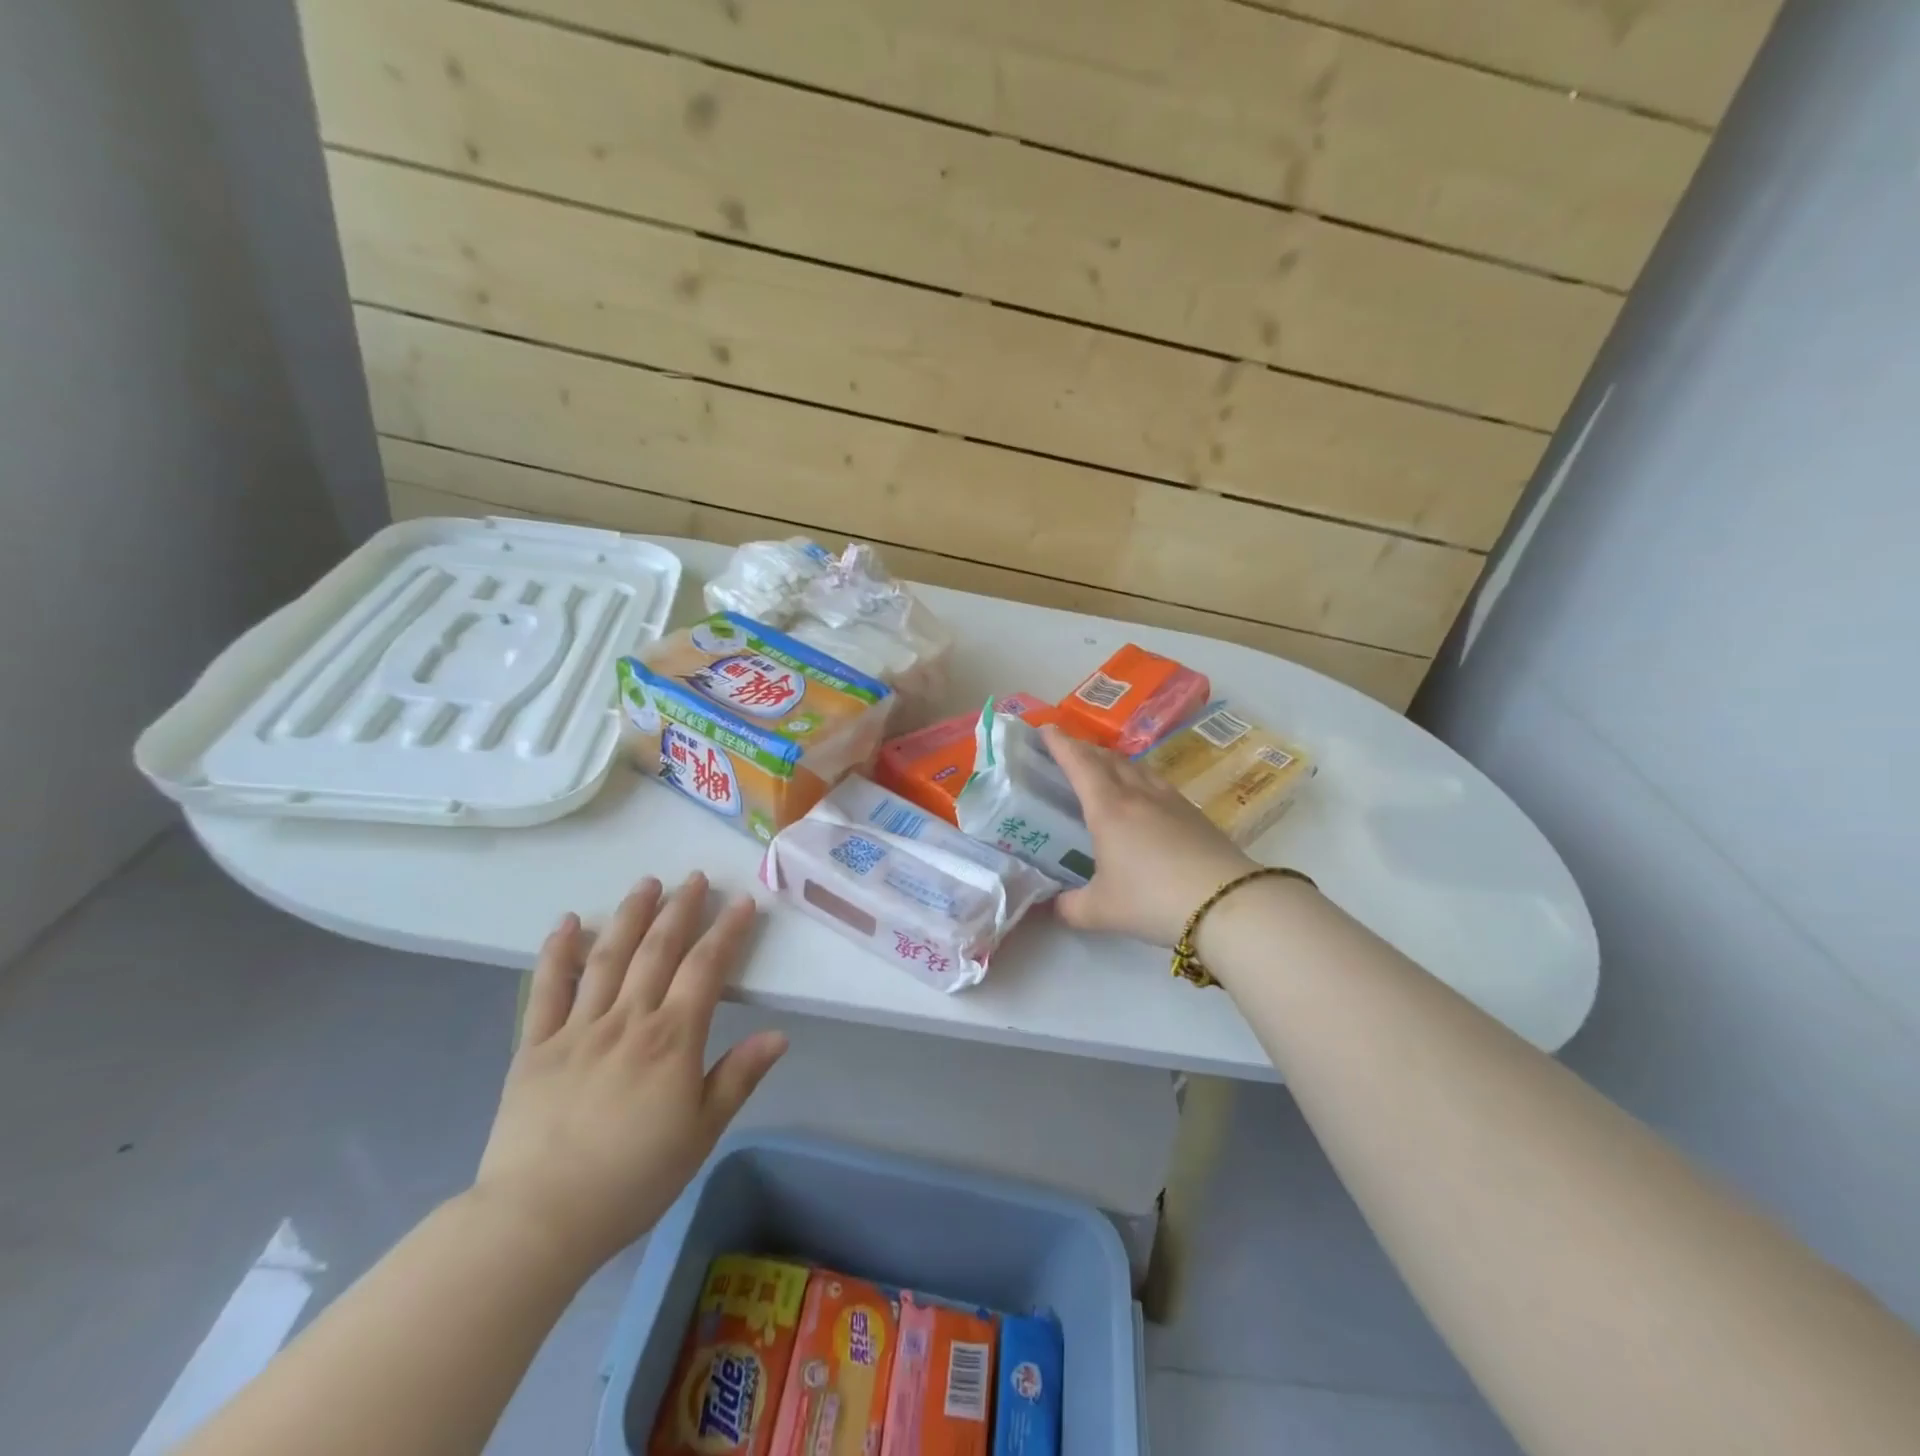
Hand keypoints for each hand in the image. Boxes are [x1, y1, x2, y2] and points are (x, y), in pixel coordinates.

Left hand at [471, 872, 786, 1273]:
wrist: (537, 1220)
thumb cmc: (631, 1180)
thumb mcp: (701, 1134)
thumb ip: (738, 1078)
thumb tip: (779, 1034)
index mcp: (672, 1040)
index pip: (706, 969)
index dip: (727, 932)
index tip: (742, 902)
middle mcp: (628, 1020)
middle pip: (658, 950)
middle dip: (680, 909)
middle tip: (695, 878)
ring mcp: (578, 1028)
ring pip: (608, 957)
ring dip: (629, 915)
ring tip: (647, 883)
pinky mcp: (536, 1046)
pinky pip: (547, 989)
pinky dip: (558, 952)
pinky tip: (568, 922)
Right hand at [1043, 724, 1257, 945]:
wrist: (1226, 903)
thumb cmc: (1153, 900)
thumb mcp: (1100, 911)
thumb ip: (1069, 908)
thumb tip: (1052, 906)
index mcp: (1108, 809)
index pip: (1079, 764)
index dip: (1060, 744)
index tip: (1045, 729)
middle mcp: (1137, 794)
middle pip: (1107, 759)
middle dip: (1084, 749)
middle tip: (1068, 749)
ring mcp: (1169, 800)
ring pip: (1135, 767)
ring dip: (1113, 761)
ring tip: (1103, 767)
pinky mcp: (1194, 812)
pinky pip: (1157, 782)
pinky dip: (1139, 777)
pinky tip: (1143, 794)